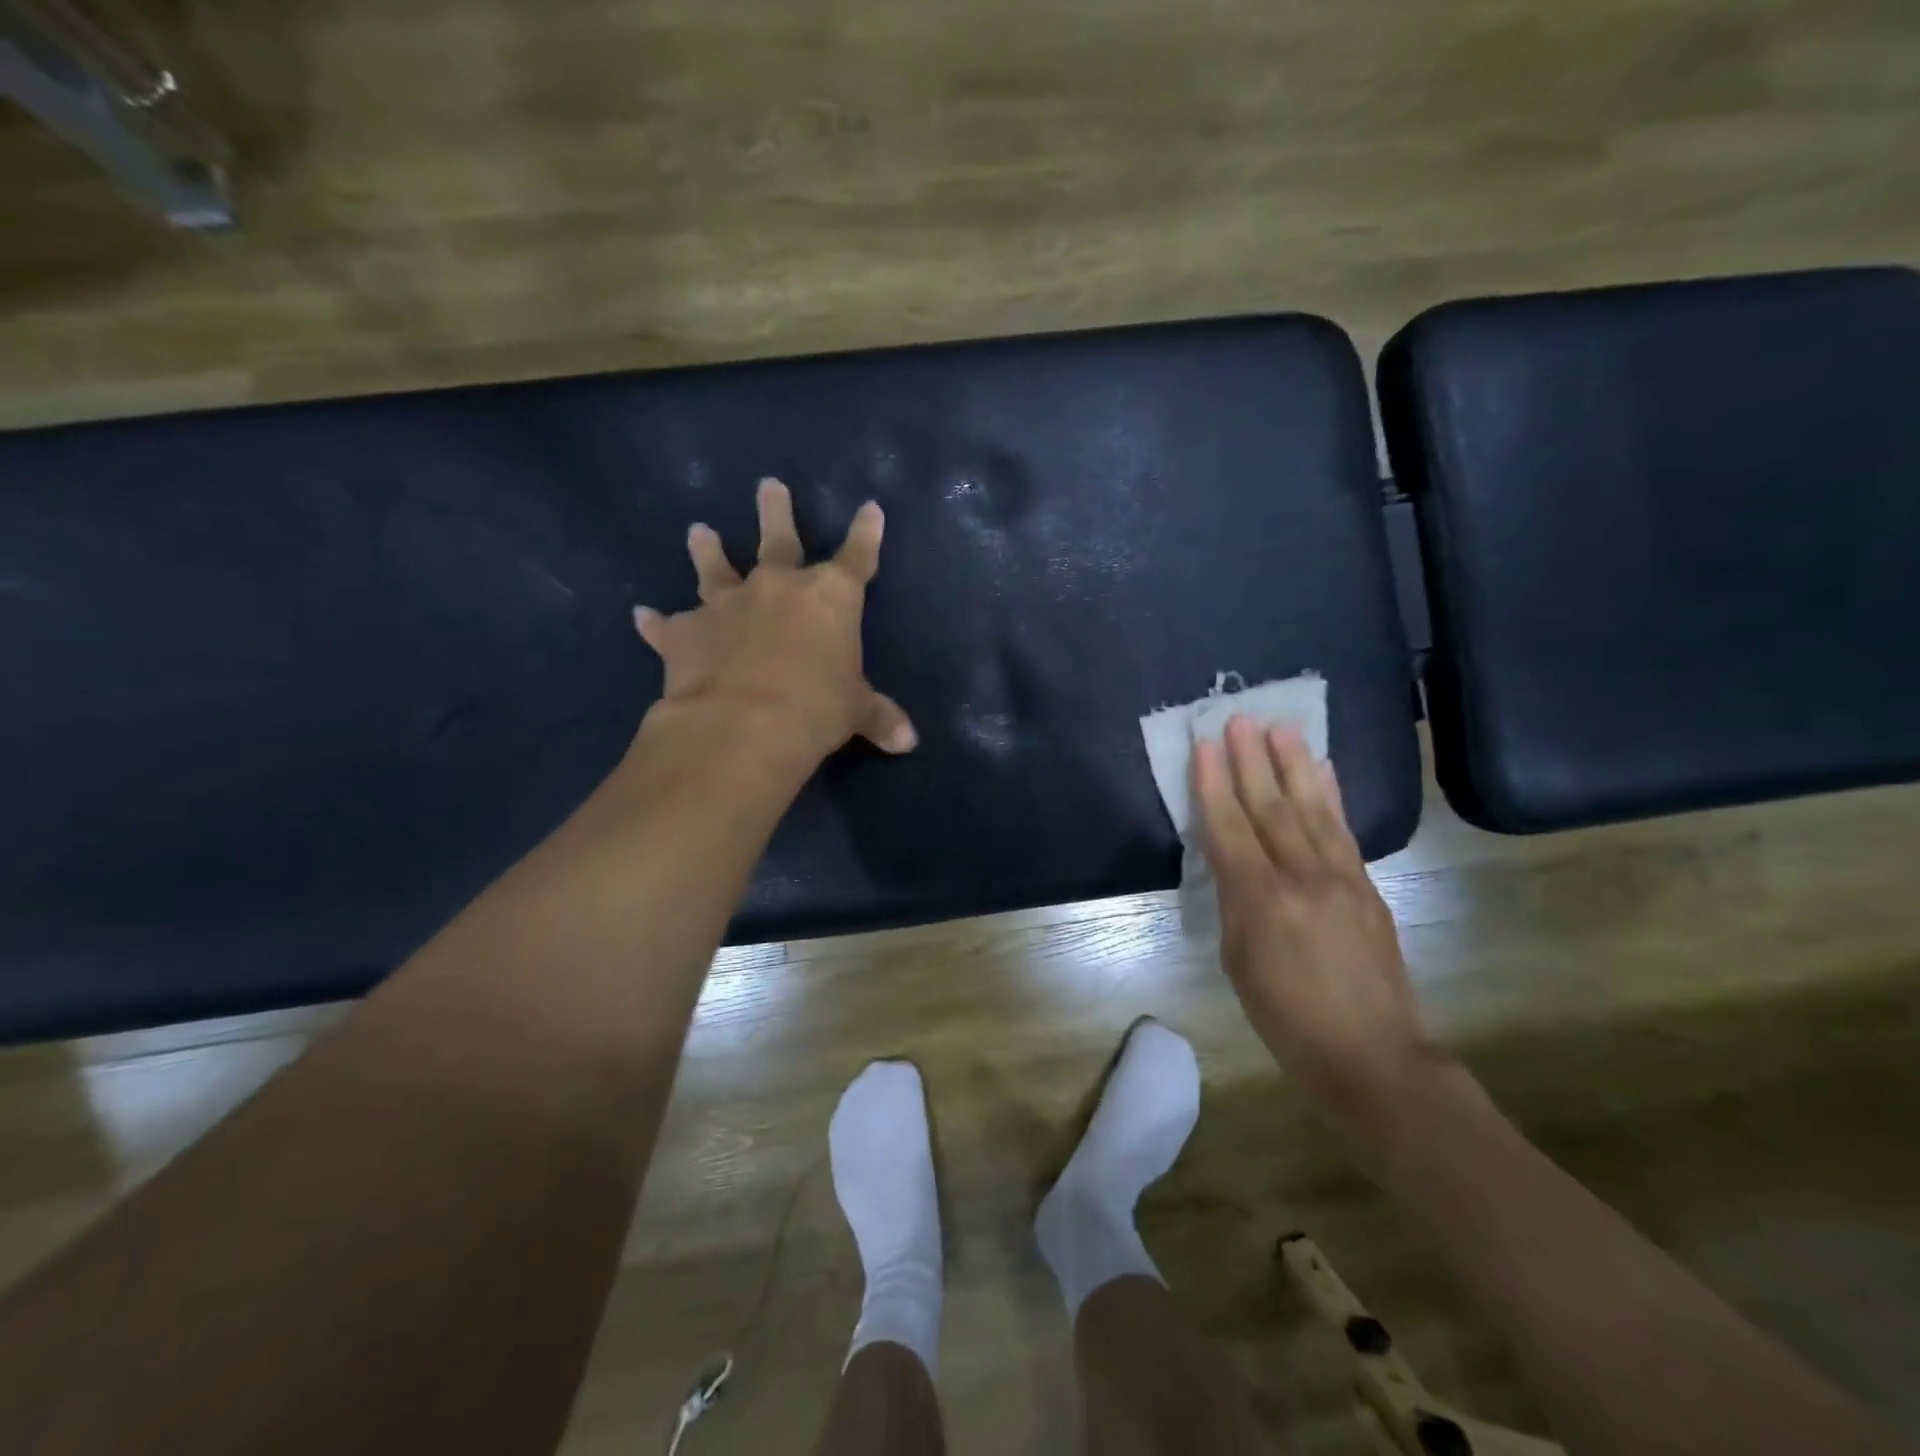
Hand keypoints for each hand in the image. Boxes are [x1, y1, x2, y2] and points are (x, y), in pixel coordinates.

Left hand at [632, 478, 916, 760]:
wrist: (743, 724)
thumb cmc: (815, 708)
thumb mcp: (855, 713)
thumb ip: (879, 717)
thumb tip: (909, 741)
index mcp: (828, 598)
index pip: (856, 557)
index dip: (866, 533)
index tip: (870, 508)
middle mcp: (776, 588)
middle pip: (778, 540)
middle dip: (776, 511)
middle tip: (768, 485)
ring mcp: (726, 606)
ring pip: (715, 568)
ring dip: (707, 550)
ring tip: (699, 531)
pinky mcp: (685, 634)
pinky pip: (666, 625)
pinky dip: (657, 623)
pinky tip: (643, 615)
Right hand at [1193, 716, 1438, 1144]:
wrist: (1371, 1053)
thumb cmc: (1285, 1016)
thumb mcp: (1238, 961)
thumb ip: (1235, 901)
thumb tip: (1233, 861)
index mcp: (1261, 899)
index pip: (1229, 827)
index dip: (1213, 783)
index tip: (1204, 744)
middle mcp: (1302, 876)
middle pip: (1270, 806)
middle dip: (1251, 759)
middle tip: (1240, 717)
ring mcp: (1341, 876)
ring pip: (1311, 808)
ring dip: (1293, 764)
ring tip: (1281, 727)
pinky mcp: (1367, 884)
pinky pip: (1343, 829)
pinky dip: (1330, 795)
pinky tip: (1323, 769)